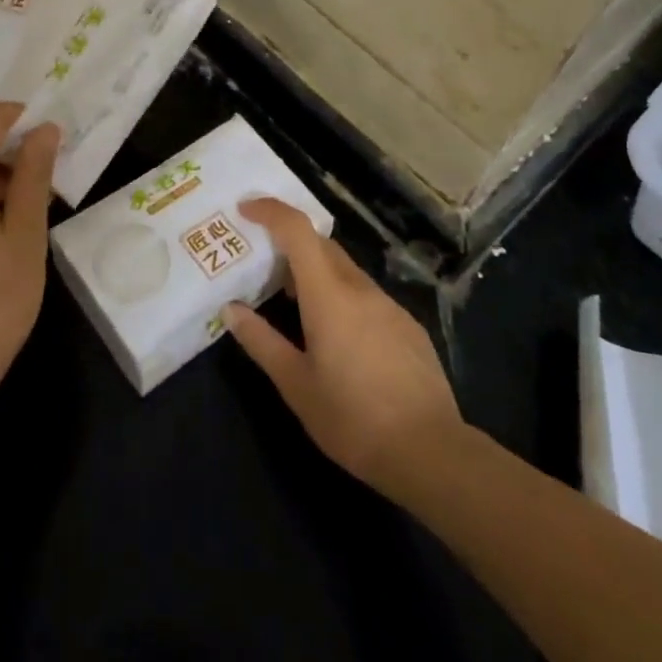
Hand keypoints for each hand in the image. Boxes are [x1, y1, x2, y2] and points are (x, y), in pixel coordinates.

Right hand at [226, 198, 460, 501]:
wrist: (431, 453)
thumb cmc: (352, 419)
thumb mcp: (296, 385)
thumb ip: (261, 341)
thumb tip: (231, 309)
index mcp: (329, 295)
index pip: (297, 231)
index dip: (270, 211)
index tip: (245, 208)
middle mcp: (360, 288)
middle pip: (321, 245)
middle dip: (289, 242)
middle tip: (261, 260)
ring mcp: (389, 305)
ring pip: (345, 270)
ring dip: (315, 272)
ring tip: (292, 299)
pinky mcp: (407, 326)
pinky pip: (365, 295)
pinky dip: (341, 295)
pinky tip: (336, 334)